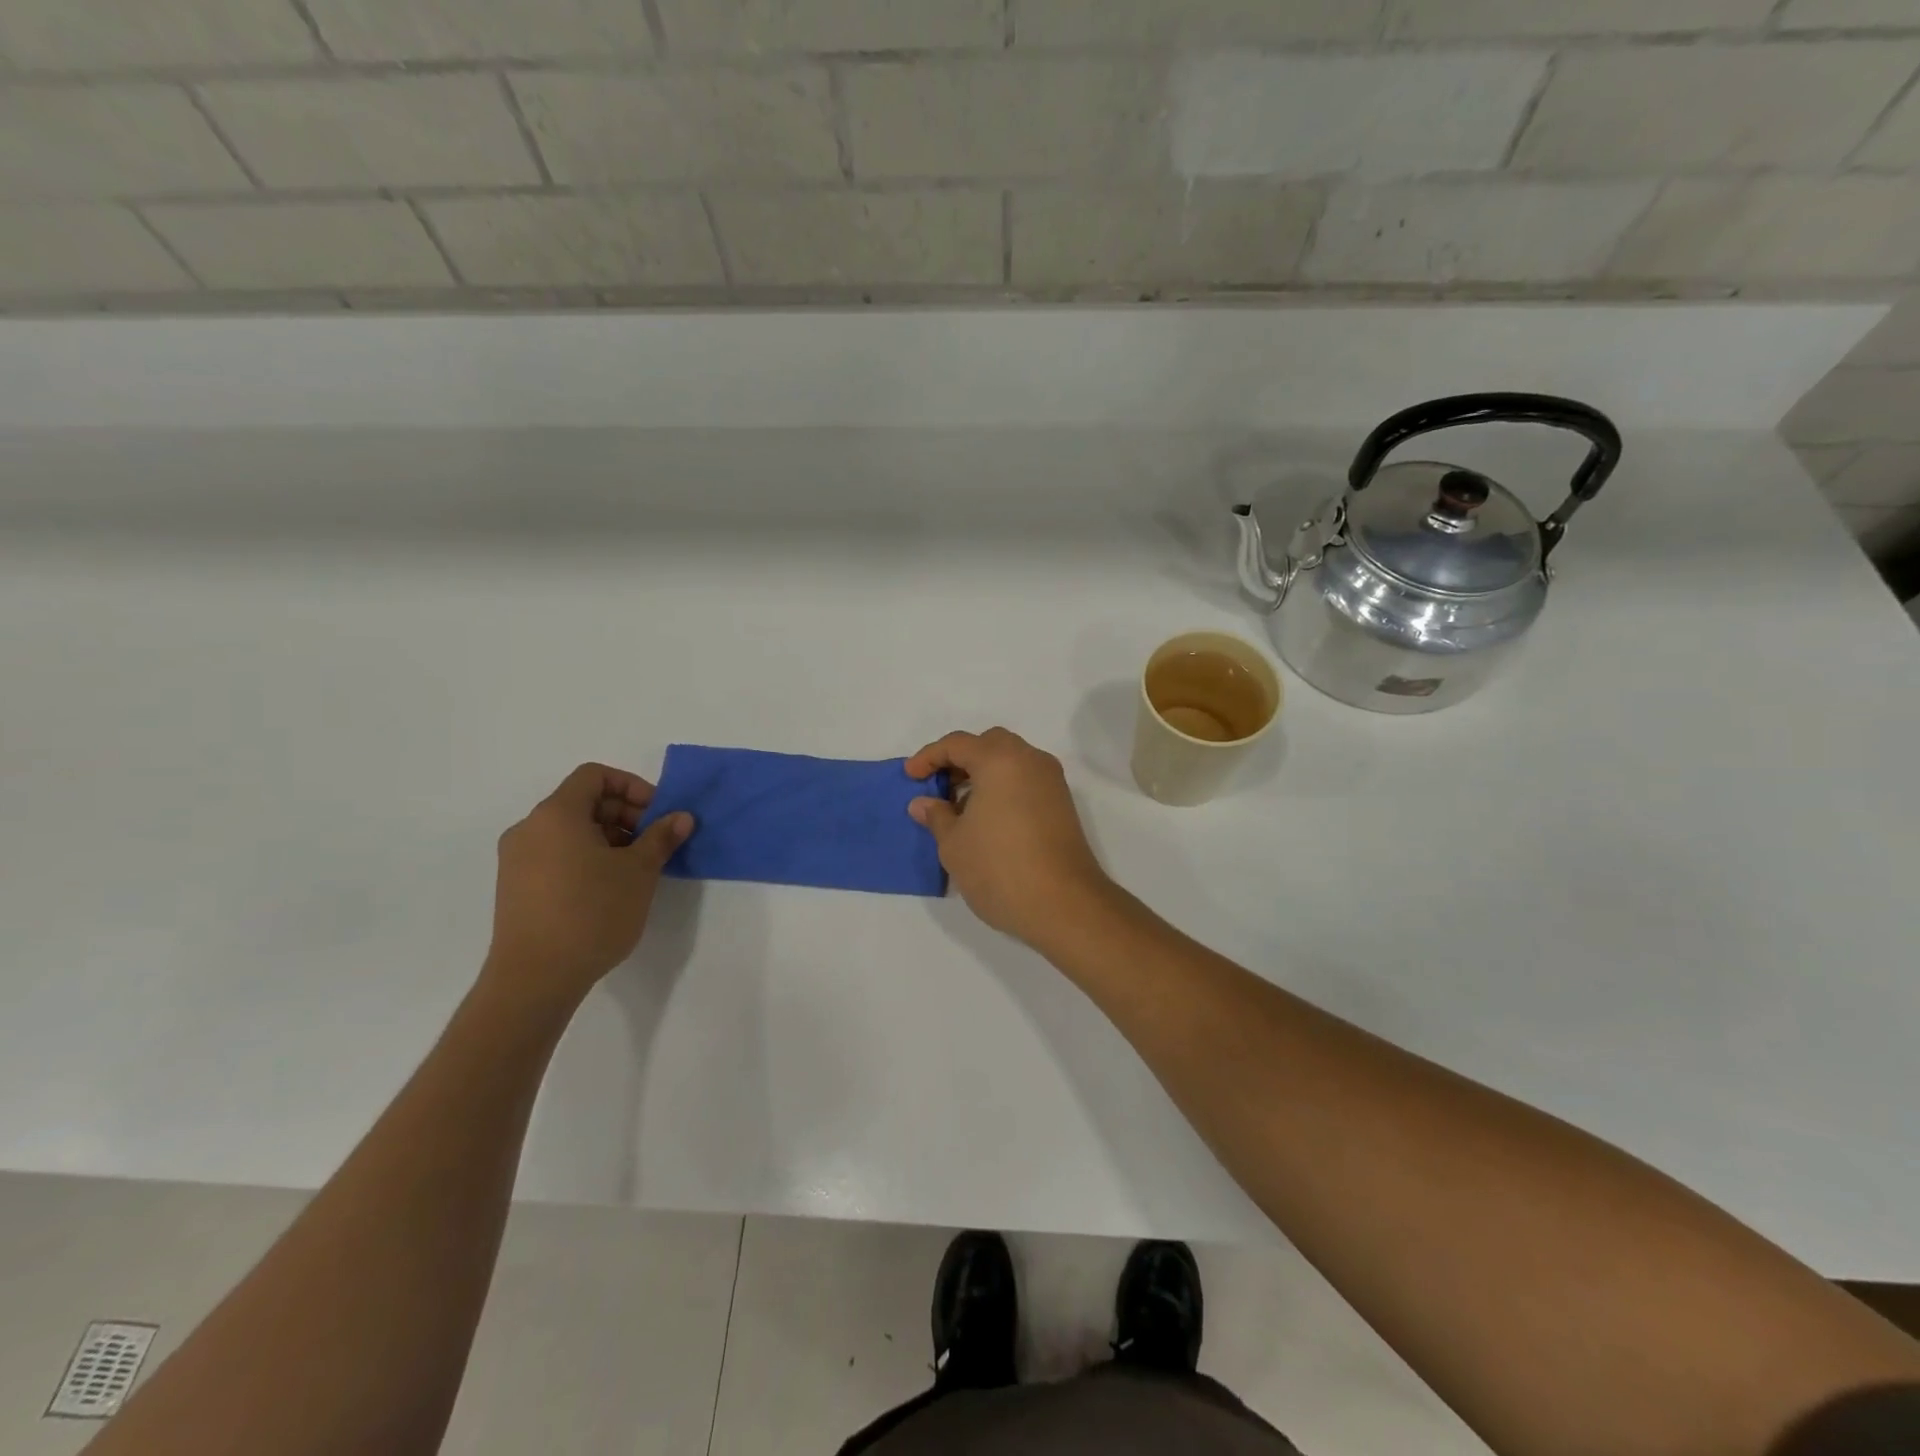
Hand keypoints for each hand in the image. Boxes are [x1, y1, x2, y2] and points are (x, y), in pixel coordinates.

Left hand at [483, 764, 693, 1010]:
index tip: (657, 814)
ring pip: (570, 831)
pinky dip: (586, 857)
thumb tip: (681, 816)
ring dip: (609, 838)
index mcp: (556, 814)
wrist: (535, 978)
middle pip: (583, 802)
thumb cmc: (591, 912)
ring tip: (636, 869)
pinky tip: (609, 888)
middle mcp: (530, 829)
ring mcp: (517, 860)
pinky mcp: (515, 887)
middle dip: (625, 815)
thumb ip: (661, 837)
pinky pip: (556, 854)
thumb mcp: (638, 871)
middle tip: (654, 843)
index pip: (594, 776)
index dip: (632, 786)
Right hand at [905, 728, 1114, 946]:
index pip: (957, 743)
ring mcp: (1052, 782)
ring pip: (1011, 762)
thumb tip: (923, 803)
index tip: (910, 778)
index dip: (928, 757)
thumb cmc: (999, 868)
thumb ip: (936, 816)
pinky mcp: (1062, 805)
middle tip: (939, 787)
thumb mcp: (954, 844)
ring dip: (983, 775)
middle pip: (989, 744)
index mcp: (1000, 760)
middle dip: (960, 759)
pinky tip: (987, 820)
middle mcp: (1030, 761)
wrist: (1064, 905)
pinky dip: (1003, 788)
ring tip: (959, 809)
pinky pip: (1025, 781)